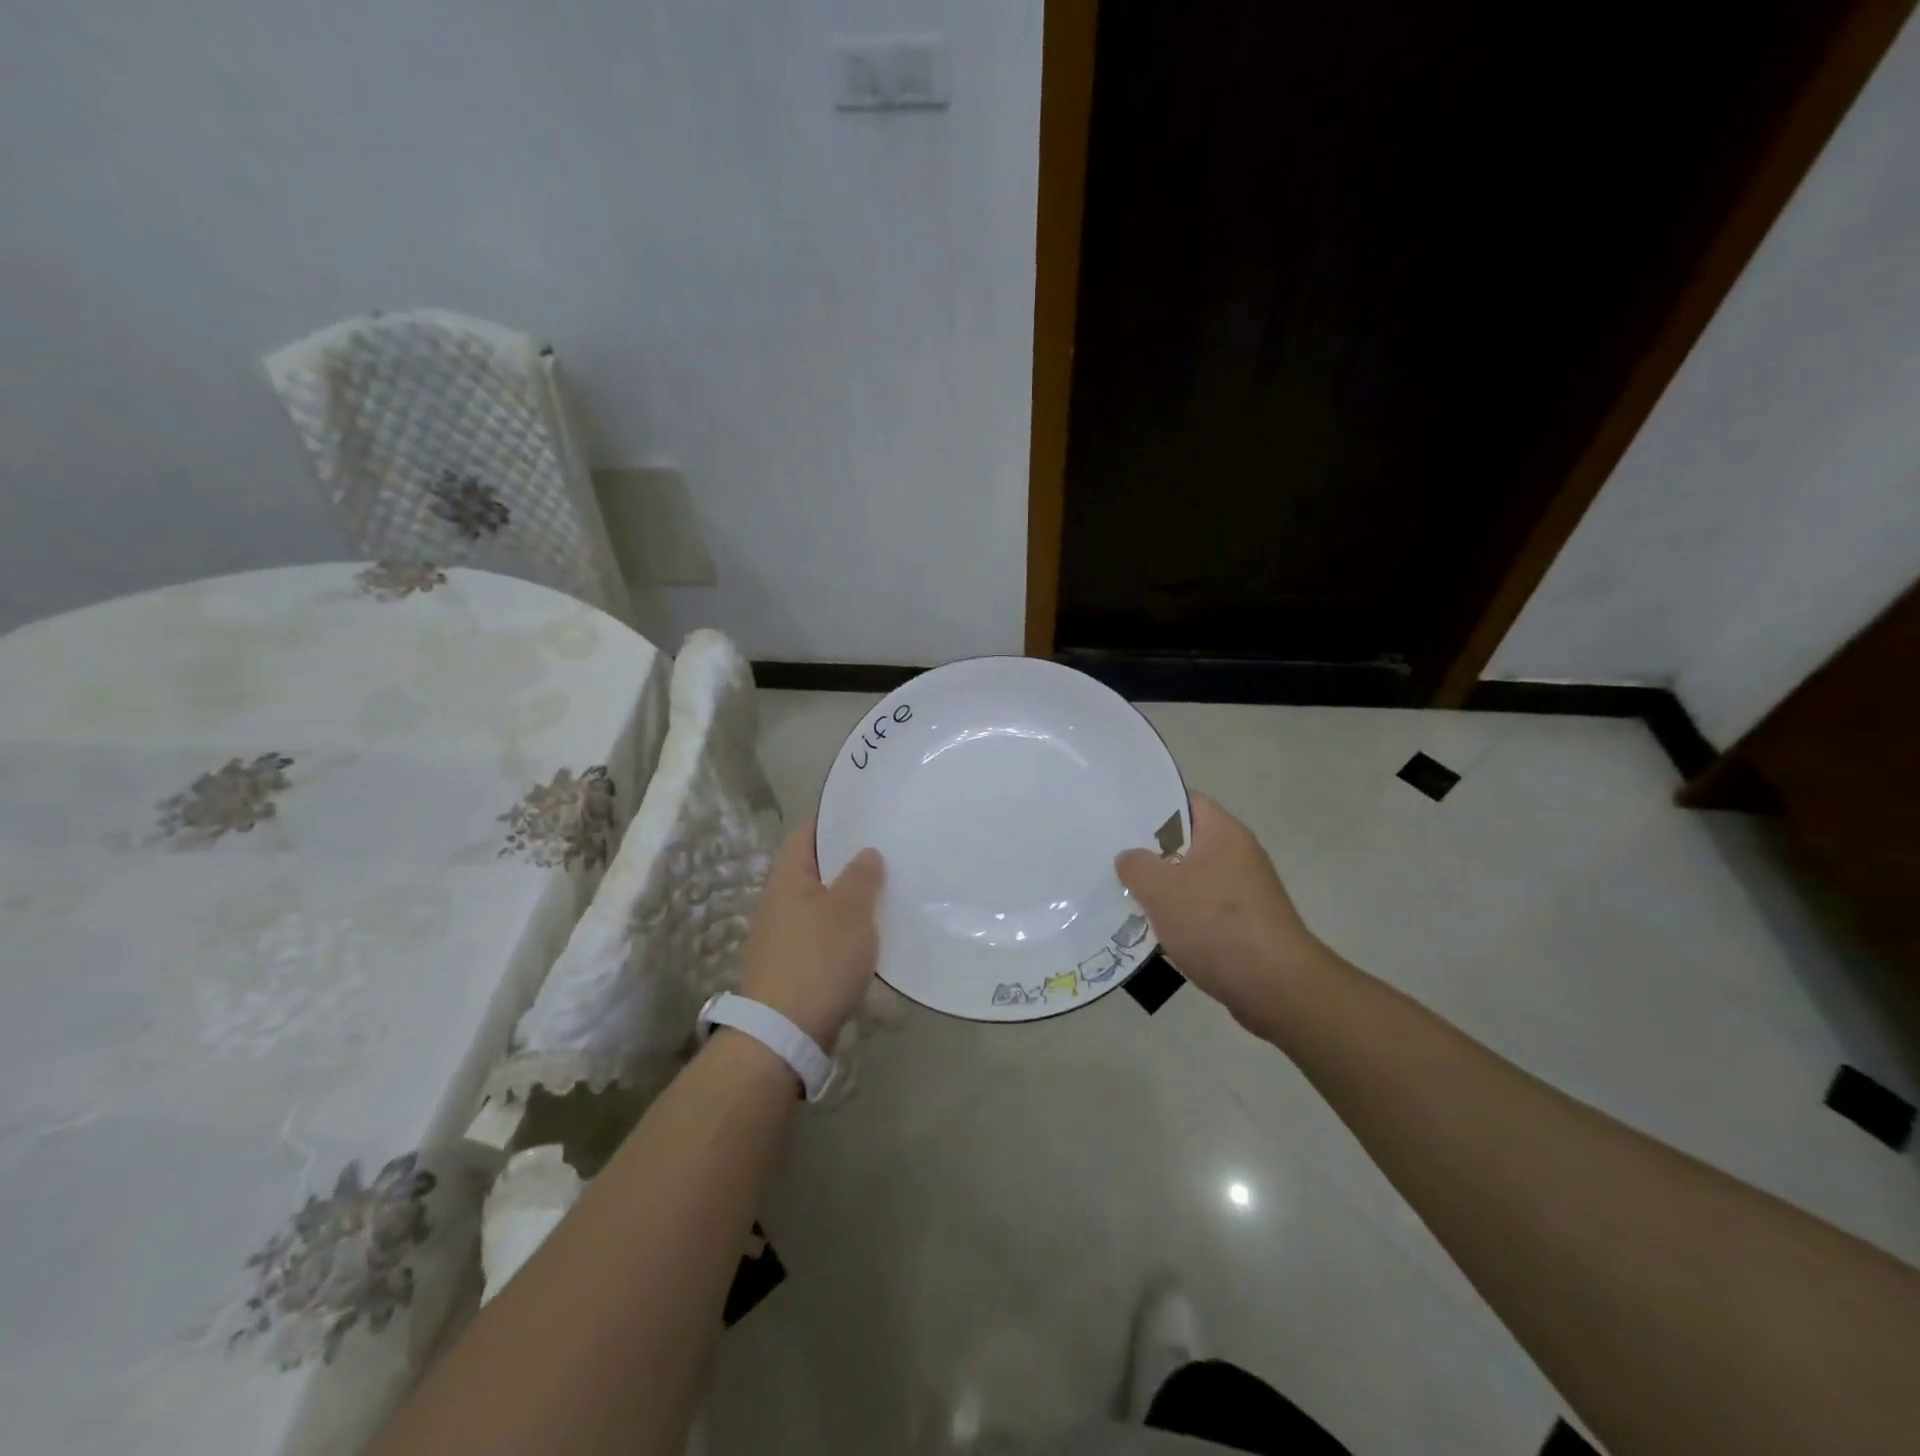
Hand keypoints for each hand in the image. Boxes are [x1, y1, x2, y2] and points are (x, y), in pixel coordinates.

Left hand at [739, 822, 884, 1048]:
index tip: (870, 814)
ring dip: (850, 897)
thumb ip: (861, 876)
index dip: (837, 820)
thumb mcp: (849, 911)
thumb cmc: (818, 961)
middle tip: (889, 851)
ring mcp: (783, 934)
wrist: (784, 1034)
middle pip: (816, 868)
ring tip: (887, 890)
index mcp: (787, 878)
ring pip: (822, 902)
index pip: (810, 833)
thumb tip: (866, 853)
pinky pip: (823, 932)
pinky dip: (845, 927)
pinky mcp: (792, 964)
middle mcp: (778, 900)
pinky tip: (871, 934)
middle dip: (849, 860)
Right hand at [1115, 794, 1326, 1032]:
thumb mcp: (1162, 890)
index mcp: (1223, 833)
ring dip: (1162, 889)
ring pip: (1191, 879)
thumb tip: (1130, 858)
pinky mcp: (1245, 925)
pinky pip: (1202, 910)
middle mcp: (1238, 854)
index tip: (1118, 816)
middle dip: (1149, 852)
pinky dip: (1179, 917)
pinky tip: (1153, 932)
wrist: (1278, 988)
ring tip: (1123, 895)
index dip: (1151, 804)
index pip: (1184, 801)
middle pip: (1184, 842)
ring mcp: (1244, 891)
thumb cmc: (1217, 925)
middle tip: (1111, 857)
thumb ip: (1136, 866)